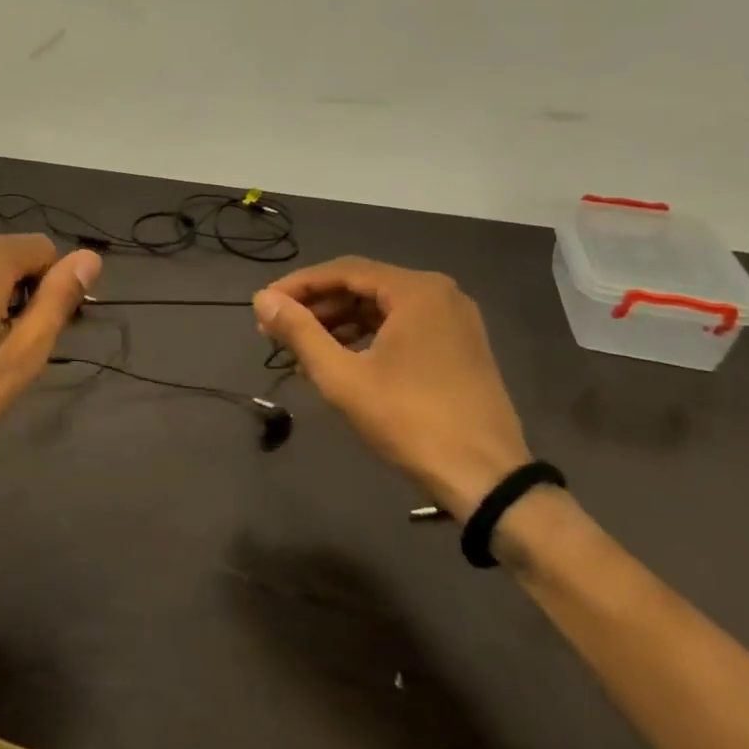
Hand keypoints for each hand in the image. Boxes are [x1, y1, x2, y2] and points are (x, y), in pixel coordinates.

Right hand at [254, 257, 528, 517]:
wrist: (486, 477)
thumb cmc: (409, 420)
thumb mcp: (342, 376)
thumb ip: (299, 332)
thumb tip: (262, 299)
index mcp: (416, 291)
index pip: (342, 271)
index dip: (297, 286)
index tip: (263, 306)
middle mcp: (439, 294)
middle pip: (363, 285)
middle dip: (316, 306)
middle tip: (276, 330)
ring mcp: (454, 320)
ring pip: (381, 307)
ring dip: (338, 322)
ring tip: (301, 348)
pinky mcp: (459, 346)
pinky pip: (401, 326)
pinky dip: (366, 336)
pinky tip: (339, 360)